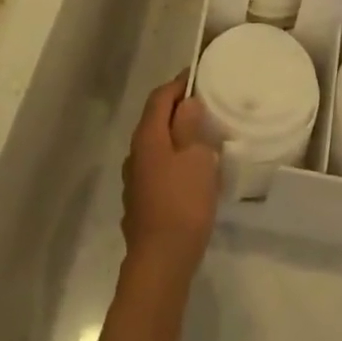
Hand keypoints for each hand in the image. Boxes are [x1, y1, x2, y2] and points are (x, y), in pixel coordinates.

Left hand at [121, 75, 220, 278]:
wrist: (160, 263)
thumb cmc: (183, 204)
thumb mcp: (196, 158)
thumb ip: (190, 126)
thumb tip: (186, 103)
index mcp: (147, 137)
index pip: (160, 97)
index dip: (178, 84)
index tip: (199, 77)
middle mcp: (135, 154)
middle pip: (155, 120)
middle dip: (178, 110)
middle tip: (206, 107)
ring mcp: (134, 180)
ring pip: (156, 146)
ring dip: (176, 138)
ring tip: (203, 140)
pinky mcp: (140, 203)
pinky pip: (157, 169)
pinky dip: (173, 161)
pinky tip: (191, 174)